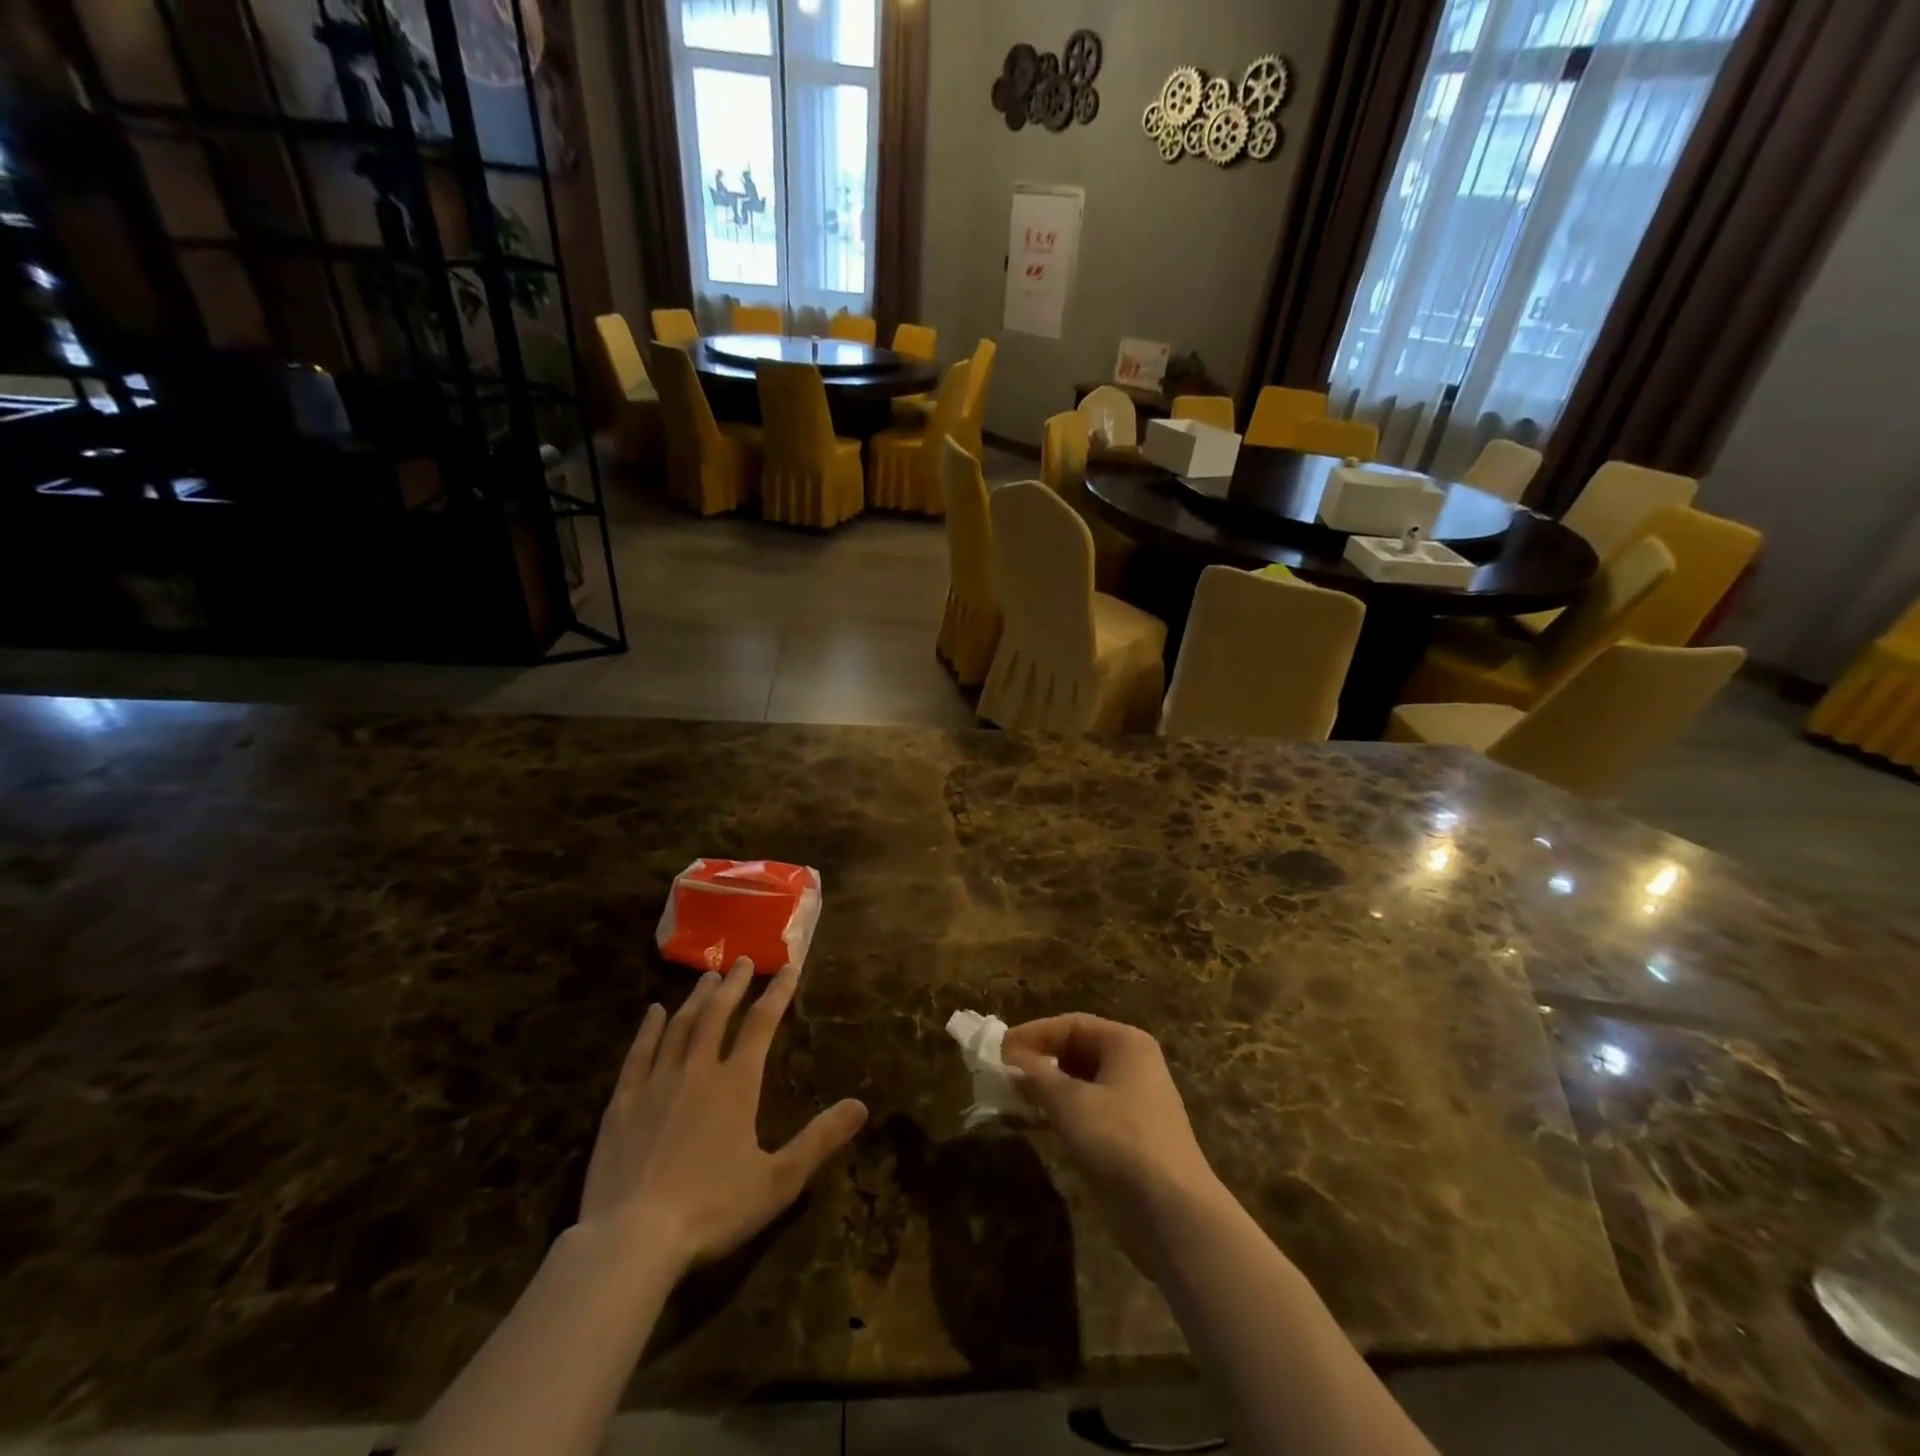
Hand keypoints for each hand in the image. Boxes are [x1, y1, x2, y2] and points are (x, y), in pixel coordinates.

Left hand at [578, 959, 867, 1273]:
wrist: (631, 1241)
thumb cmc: (711, 1210)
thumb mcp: (778, 1181)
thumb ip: (820, 1139)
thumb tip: (861, 1105)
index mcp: (736, 1084)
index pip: (762, 1024)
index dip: (777, 993)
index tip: (788, 967)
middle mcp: (697, 1071)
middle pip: (717, 1015)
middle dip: (734, 985)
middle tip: (743, 960)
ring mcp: (656, 1083)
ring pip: (680, 1027)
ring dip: (696, 998)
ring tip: (708, 976)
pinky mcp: (622, 1103)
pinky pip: (638, 1054)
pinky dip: (649, 1029)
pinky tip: (654, 1013)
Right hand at [1002, 1015, 1223, 1251]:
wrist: (1172, 1212)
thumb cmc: (1119, 1140)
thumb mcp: (1069, 1102)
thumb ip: (1036, 1076)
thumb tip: (1011, 1059)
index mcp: (1125, 1043)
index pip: (1072, 1025)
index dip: (1034, 1034)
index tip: (1000, 1050)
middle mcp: (1133, 1065)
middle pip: (1077, 1051)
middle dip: (1040, 1060)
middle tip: (1004, 1073)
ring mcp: (1134, 1102)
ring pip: (1081, 1083)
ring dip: (1048, 1089)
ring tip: (1013, 1098)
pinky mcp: (1130, 1136)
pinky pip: (1088, 1110)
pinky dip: (1062, 1112)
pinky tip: (1037, 1123)